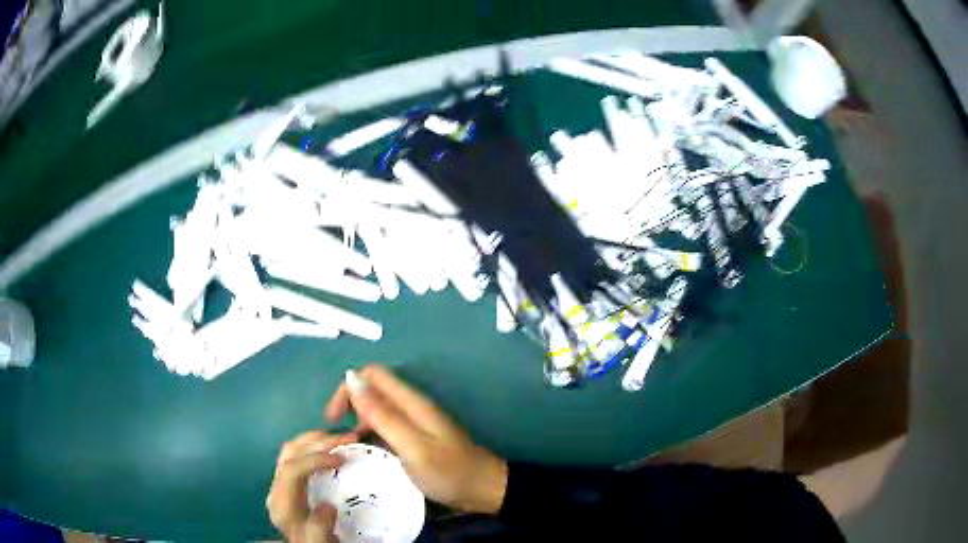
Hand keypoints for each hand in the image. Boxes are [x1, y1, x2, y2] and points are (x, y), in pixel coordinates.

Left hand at [267, 430, 357, 541]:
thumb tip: (328, 506)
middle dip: (318, 442)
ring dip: (315, 440)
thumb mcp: (319, 541)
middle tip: (347, 437)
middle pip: (290, 453)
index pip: (291, 470)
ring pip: (291, 450)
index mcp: (282, 503)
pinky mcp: (289, 482)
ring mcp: (281, 483)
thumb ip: (319, 526)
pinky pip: (297, 455)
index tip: (341, 458)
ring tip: (340, 437)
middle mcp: (277, 489)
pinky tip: (330, 447)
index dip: (314, 459)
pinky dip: (314, 446)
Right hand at [326, 365, 507, 514]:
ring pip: (378, 410)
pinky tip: (366, 455)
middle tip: (339, 437)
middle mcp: (412, 406)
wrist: (483, 490)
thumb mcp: (412, 446)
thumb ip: (382, 415)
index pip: (372, 374)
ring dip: (359, 423)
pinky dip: (371, 435)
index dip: (348, 388)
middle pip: (373, 390)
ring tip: (349, 449)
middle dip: (350, 406)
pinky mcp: (416, 438)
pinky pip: (387, 427)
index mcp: (412, 402)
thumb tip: (352, 379)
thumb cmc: (449, 472)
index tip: (334, 418)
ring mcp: (415, 422)